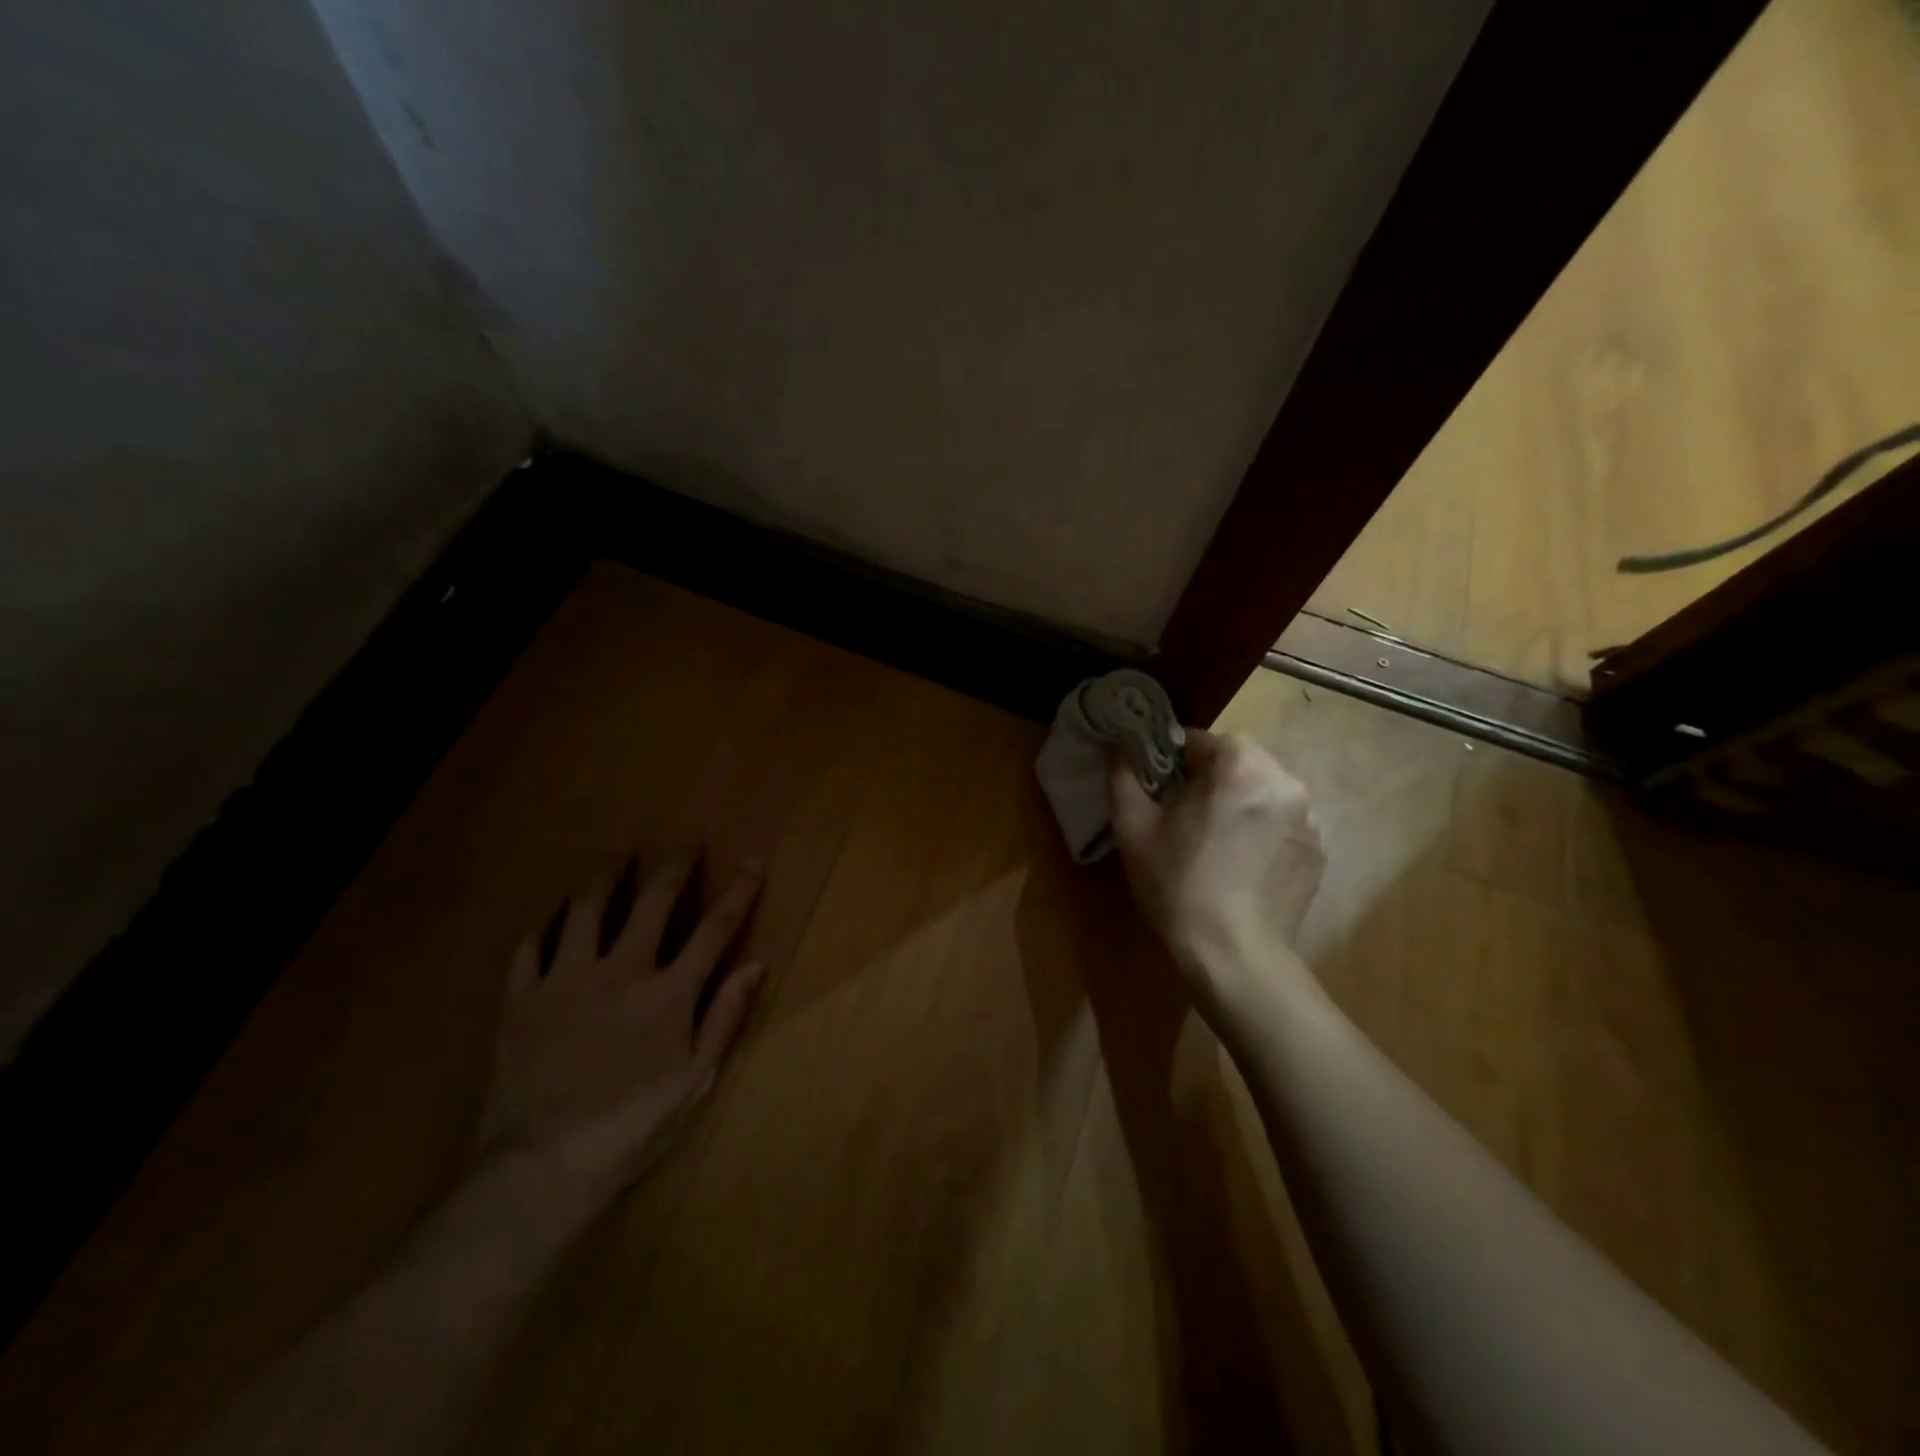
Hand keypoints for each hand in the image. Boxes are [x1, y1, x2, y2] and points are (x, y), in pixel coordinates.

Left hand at [476, 845, 764, 1198]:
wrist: (541, 1167)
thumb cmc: (631, 1127)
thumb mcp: (694, 1080)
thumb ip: (724, 1017)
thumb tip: (755, 965)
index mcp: (668, 994)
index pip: (715, 929)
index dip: (739, 891)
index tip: (751, 861)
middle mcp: (620, 972)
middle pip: (655, 900)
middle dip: (677, 863)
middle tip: (686, 840)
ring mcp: (566, 979)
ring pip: (588, 906)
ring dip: (609, 872)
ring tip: (621, 853)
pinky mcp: (521, 995)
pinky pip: (531, 941)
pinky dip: (547, 917)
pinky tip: (559, 907)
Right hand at [1109, 730, 1323, 1006]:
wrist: (1232, 954)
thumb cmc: (1176, 883)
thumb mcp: (1132, 826)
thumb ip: (1123, 774)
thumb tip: (1117, 745)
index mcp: (1240, 764)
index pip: (1198, 741)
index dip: (1170, 761)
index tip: (1155, 790)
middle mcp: (1285, 781)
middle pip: (1236, 764)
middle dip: (1208, 782)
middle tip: (1180, 818)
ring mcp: (1310, 818)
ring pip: (1261, 794)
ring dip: (1238, 805)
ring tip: (1213, 844)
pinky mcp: (1318, 851)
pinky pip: (1282, 824)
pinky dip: (1261, 832)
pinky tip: (1240, 866)